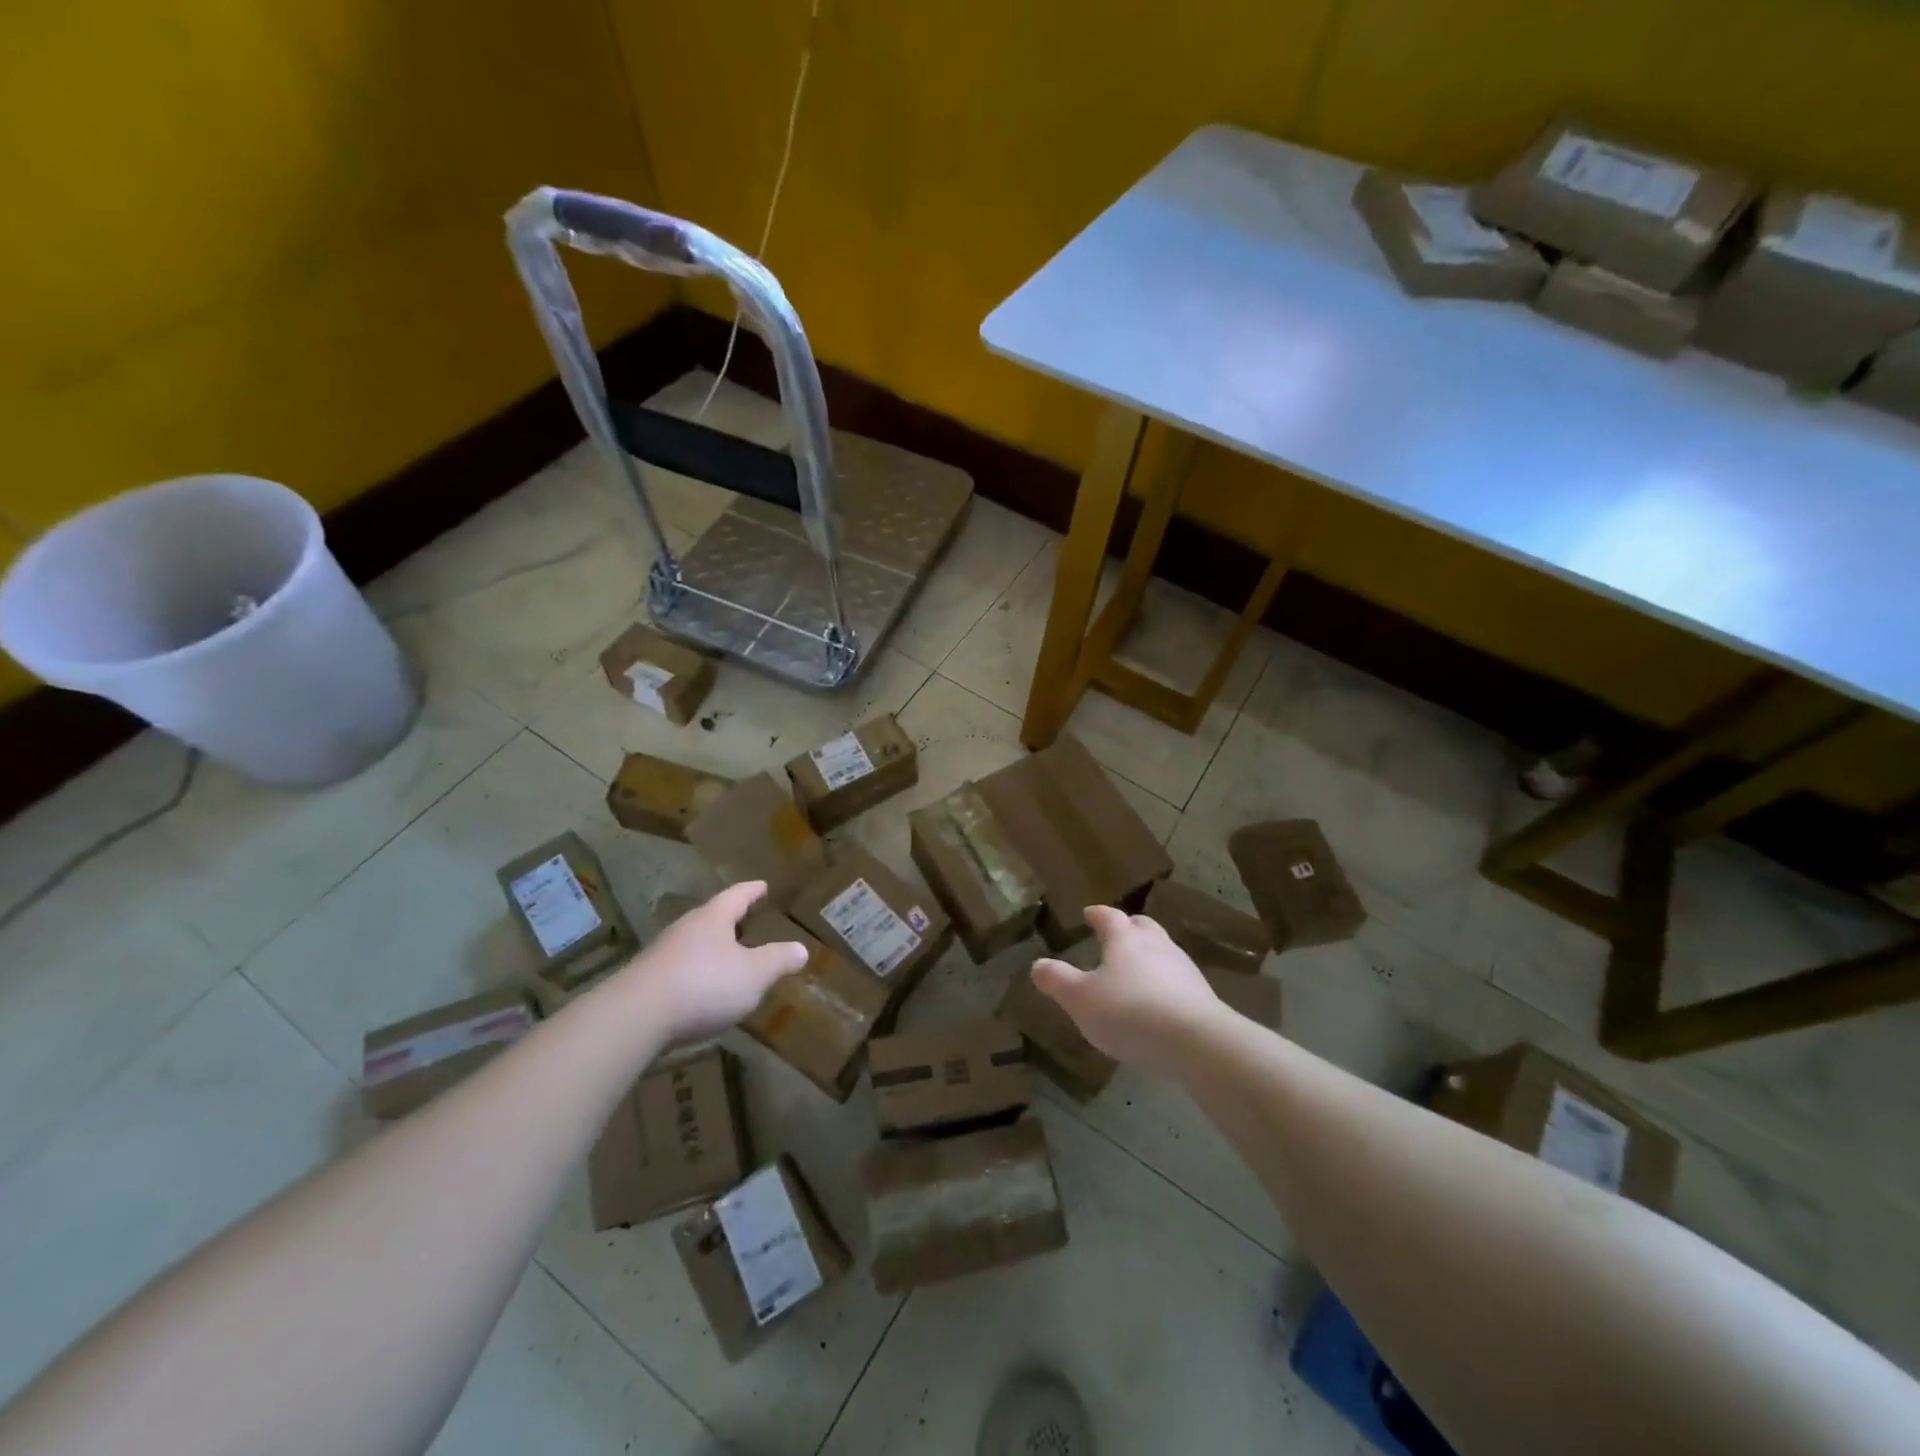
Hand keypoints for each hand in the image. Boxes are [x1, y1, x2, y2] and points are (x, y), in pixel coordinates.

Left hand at [618, 881, 807, 1041]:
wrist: (635, 1017)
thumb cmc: (703, 985)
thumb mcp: (754, 974)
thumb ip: (778, 960)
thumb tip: (801, 949)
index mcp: (713, 918)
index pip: (737, 896)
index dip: (752, 891)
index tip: (762, 885)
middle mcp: (686, 928)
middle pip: (712, 917)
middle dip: (730, 920)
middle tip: (748, 921)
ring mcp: (662, 954)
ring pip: (694, 943)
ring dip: (712, 948)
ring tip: (728, 957)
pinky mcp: (646, 981)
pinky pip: (680, 968)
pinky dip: (696, 972)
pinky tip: (702, 989)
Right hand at [1032, 904, 1223, 1073]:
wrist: (1195, 1041)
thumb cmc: (1129, 1012)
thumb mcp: (1080, 999)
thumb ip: (1058, 980)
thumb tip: (1037, 964)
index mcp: (1125, 939)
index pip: (1109, 916)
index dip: (1097, 914)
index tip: (1088, 913)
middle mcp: (1156, 945)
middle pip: (1143, 927)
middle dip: (1129, 927)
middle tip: (1117, 934)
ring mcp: (1183, 968)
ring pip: (1163, 951)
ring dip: (1149, 955)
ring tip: (1136, 970)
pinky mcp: (1201, 995)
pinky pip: (1177, 980)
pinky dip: (1164, 983)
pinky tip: (1158, 1001)